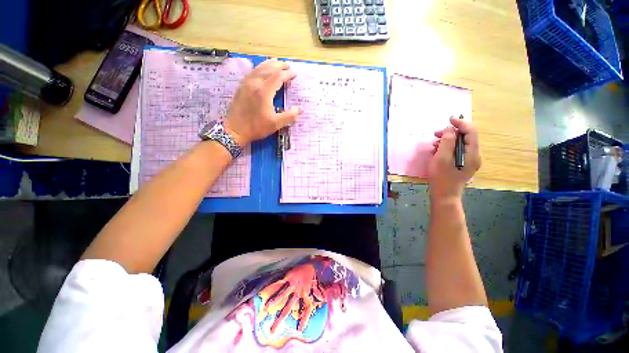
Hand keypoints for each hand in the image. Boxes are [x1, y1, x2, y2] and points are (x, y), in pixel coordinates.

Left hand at [223, 59, 302, 145]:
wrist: (234, 130)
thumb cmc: (256, 127)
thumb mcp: (275, 124)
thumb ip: (289, 116)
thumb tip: (300, 109)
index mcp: (264, 92)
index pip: (278, 77)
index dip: (287, 74)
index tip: (294, 74)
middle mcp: (255, 84)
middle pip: (268, 69)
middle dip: (279, 66)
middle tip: (288, 65)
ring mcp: (246, 84)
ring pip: (259, 69)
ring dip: (269, 64)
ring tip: (276, 62)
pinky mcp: (241, 87)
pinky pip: (251, 72)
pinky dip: (259, 68)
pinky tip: (261, 70)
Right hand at [258, 264, 324, 332]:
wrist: (311, 262)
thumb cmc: (313, 274)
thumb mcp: (317, 285)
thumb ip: (318, 293)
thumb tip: (323, 300)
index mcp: (306, 293)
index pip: (305, 308)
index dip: (304, 318)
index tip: (300, 329)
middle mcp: (299, 291)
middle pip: (289, 306)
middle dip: (280, 318)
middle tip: (272, 330)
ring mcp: (293, 284)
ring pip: (282, 295)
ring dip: (274, 302)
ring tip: (266, 309)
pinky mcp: (289, 277)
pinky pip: (279, 283)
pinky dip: (272, 287)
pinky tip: (264, 291)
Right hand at [429, 117, 481, 199]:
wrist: (444, 195)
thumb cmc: (442, 178)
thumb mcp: (442, 158)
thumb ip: (447, 142)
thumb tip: (451, 129)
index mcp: (472, 153)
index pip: (471, 132)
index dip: (460, 123)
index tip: (448, 119)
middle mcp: (474, 155)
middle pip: (465, 137)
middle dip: (451, 133)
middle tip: (436, 134)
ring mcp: (469, 160)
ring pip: (460, 144)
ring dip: (447, 141)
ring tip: (434, 145)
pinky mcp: (463, 164)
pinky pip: (456, 151)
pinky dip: (447, 148)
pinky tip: (437, 151)